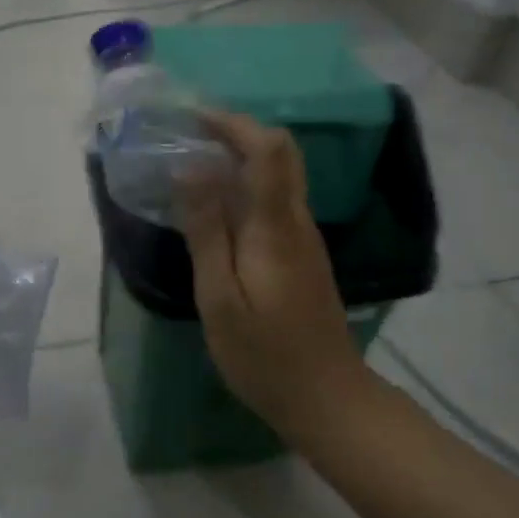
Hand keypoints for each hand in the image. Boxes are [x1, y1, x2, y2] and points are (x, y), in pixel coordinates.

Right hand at [175, 111, 363, 437]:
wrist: (327, 399)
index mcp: (276, 225)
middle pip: (281, 151)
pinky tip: (215, 203)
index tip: (192, 118)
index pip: (269, 149)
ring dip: (240, 153)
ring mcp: (304, 236)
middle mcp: (297, 220)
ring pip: (279, 173)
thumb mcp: (219, 297)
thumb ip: (206, 230)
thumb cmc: (265, 354)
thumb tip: (190, 169)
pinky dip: (245, 183)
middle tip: (190, 131)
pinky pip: (275, 198)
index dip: (233, 122)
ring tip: (193, 159)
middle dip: (237, 130)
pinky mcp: (301, 253)